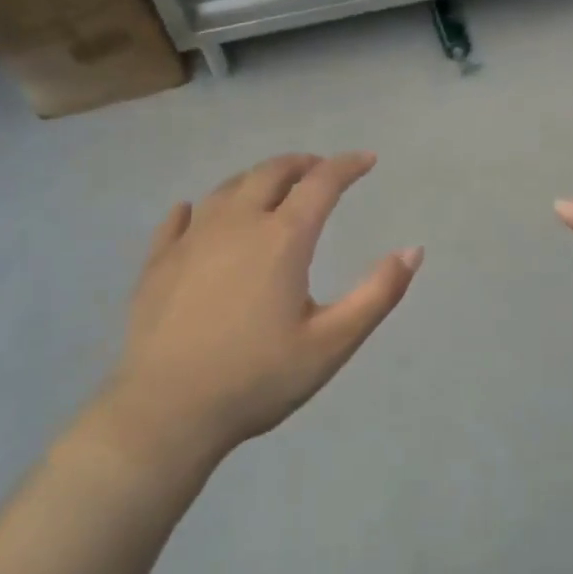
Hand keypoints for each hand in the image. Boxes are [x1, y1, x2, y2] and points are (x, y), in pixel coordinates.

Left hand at [90, 153, 420, 464]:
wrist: (164, 414)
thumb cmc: (256, 378)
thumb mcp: (332, 344)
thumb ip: (377, 294)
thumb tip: (414, 250)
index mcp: (283, 238)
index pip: (322, 182)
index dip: (347, 165)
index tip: (367, 160)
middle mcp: (237, 223)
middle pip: (272, 173)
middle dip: (302, 164)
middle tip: (319, 170)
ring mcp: (191, 239)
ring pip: (227, 188)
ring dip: (257, 179)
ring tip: (271, 187)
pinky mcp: (158, 262)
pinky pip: (178, 219)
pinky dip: (197, 208)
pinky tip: (194, 213)